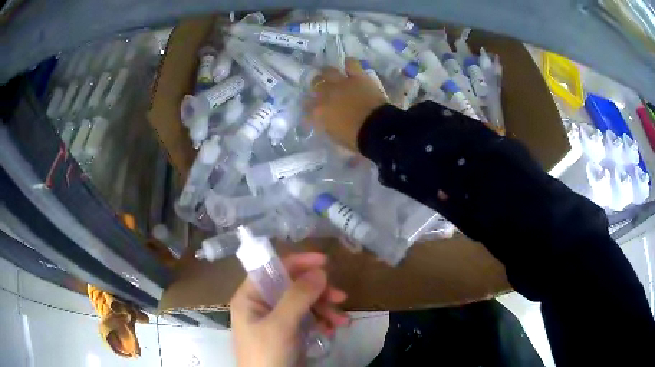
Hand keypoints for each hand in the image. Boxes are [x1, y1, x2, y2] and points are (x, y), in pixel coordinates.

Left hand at [231, 253, 348, 366]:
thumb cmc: (267, 354)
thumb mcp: (280, 325)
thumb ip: (298, 297)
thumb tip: (320, 271)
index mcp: (250, 298)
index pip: (273, 269)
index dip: (298, 262)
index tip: (325, 262)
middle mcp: (262, 305)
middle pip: (293, 287)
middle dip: (318, 292)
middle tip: (340, 297)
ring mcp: (276, 320)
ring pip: (304, 304)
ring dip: (326, 309)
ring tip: (342, 321)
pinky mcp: (289, 333)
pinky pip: (308, 320)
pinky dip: (322, 322)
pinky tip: (332, 329)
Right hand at [306, 58, 387, 150]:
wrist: (377, 130)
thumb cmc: (356, 139)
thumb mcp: (335, 137)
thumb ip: (326, 126)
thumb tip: (324, 121)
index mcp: (319, 113)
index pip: (306, 108)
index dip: (308, 109)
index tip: (312, 112)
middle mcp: (326, 94)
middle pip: (315, 85)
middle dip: (316, 88)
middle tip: (322, 91)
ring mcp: (341, 83)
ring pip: (327, 71)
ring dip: (327, 74)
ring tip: (330, 76)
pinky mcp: (358, 77)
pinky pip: (351, 64)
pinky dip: (349, 64)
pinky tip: (348, 67)